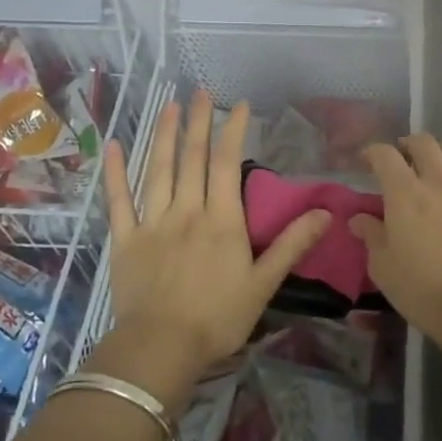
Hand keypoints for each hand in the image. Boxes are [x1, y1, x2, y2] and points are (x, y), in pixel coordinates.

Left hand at [98, 92, 329, 400]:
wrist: (161, 349)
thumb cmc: (218, 319)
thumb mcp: (264, 284)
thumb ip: (292, 245)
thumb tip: (327, 213)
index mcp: (221, 220)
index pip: (229, 164)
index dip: (234, 131)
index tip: (239, 105)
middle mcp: (187, 210)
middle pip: (193, 158)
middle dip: (198, 122)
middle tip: (199, 91)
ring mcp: (153, 222)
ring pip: (159, 169)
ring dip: (163, 135)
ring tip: (168, 105)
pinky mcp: (126, 238)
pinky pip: (119, 200)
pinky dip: (116, 171)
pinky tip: (114, 145)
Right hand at [352, 134, 441, 344]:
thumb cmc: (423, 290)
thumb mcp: (384, 267)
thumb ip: (372, 236)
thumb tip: (359, 218)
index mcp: (405, 192)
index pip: (385, 155)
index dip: (373, 152)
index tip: (367, 160)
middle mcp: (439, 180)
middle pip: (423, 142)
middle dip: (408, 144)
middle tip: (403, 158)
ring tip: (438, 167)